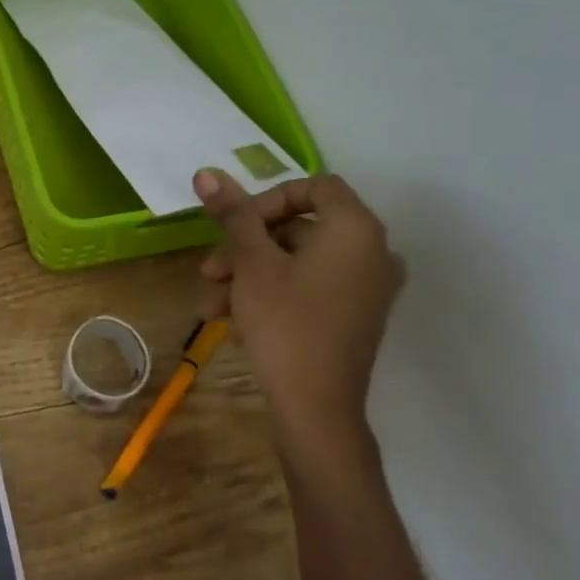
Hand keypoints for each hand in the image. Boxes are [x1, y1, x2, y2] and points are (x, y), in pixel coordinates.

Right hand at [195, 169, 404, 447]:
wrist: (317, 408)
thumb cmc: (285, 323)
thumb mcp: (251, 263)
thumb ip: (232, 214)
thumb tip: (207, 172)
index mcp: (355, 230)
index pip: (314, 187)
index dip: (268, 199)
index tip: (236, 226)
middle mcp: (372, 252)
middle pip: (299, 227)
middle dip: (246, 246)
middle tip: (210, 270)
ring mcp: (366, 287)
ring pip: (297, 262)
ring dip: (249, 275)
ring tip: (211, 304)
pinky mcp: (355, 316)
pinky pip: (309, 287)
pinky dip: (271, 294)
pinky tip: (232, 320)